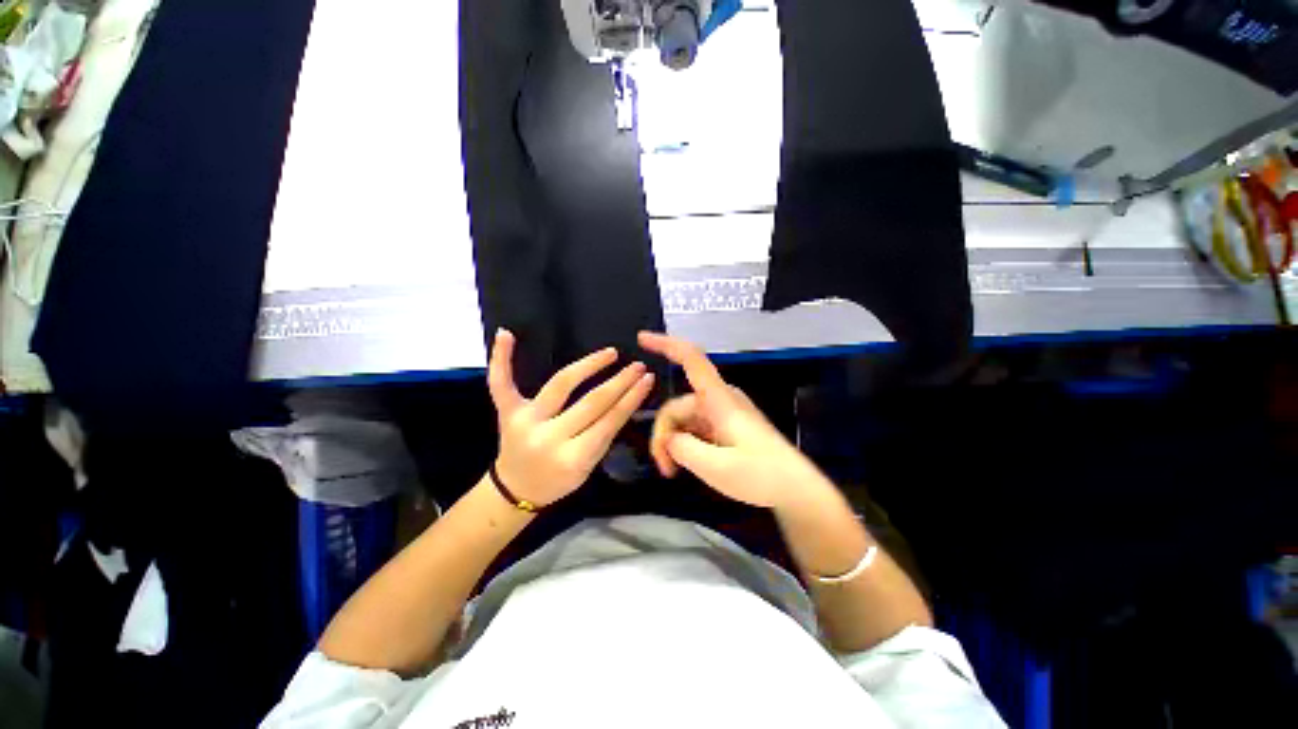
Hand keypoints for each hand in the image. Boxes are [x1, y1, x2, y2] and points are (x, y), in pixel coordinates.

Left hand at [489, 329, 654, 507]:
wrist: (515, 489)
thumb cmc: (558, 480)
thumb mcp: (589, 466)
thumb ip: (605, 434)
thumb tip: (626, 398)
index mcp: (573, 458)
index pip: (609, 422)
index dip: (631, 398)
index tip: (647, 379)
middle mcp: (548, 437)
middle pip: (591, 402)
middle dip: (619, 382)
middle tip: (637, 366)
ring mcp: (524, 421)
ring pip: (560, 384)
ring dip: (589, 365)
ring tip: (610, 353)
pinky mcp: (507, 412)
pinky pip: (501, 383)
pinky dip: (501, 358)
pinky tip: (505, 334)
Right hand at [639, 331, 826, 510]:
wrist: (795, 489)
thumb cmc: (761, 475)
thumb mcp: (716, 467)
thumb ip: (683, 448)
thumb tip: (669, 438)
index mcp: (719, 399)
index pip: (691, 359)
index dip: (665, 344)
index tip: (642, 338)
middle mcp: (718, 399)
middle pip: (677, 405)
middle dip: (665, 434)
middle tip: (665, 468)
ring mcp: (722, 413)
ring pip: (684, 420)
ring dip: (675, 443)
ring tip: (675, 471)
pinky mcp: (725, 426)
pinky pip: (695, 428)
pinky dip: (686, 444)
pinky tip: (687, 465)